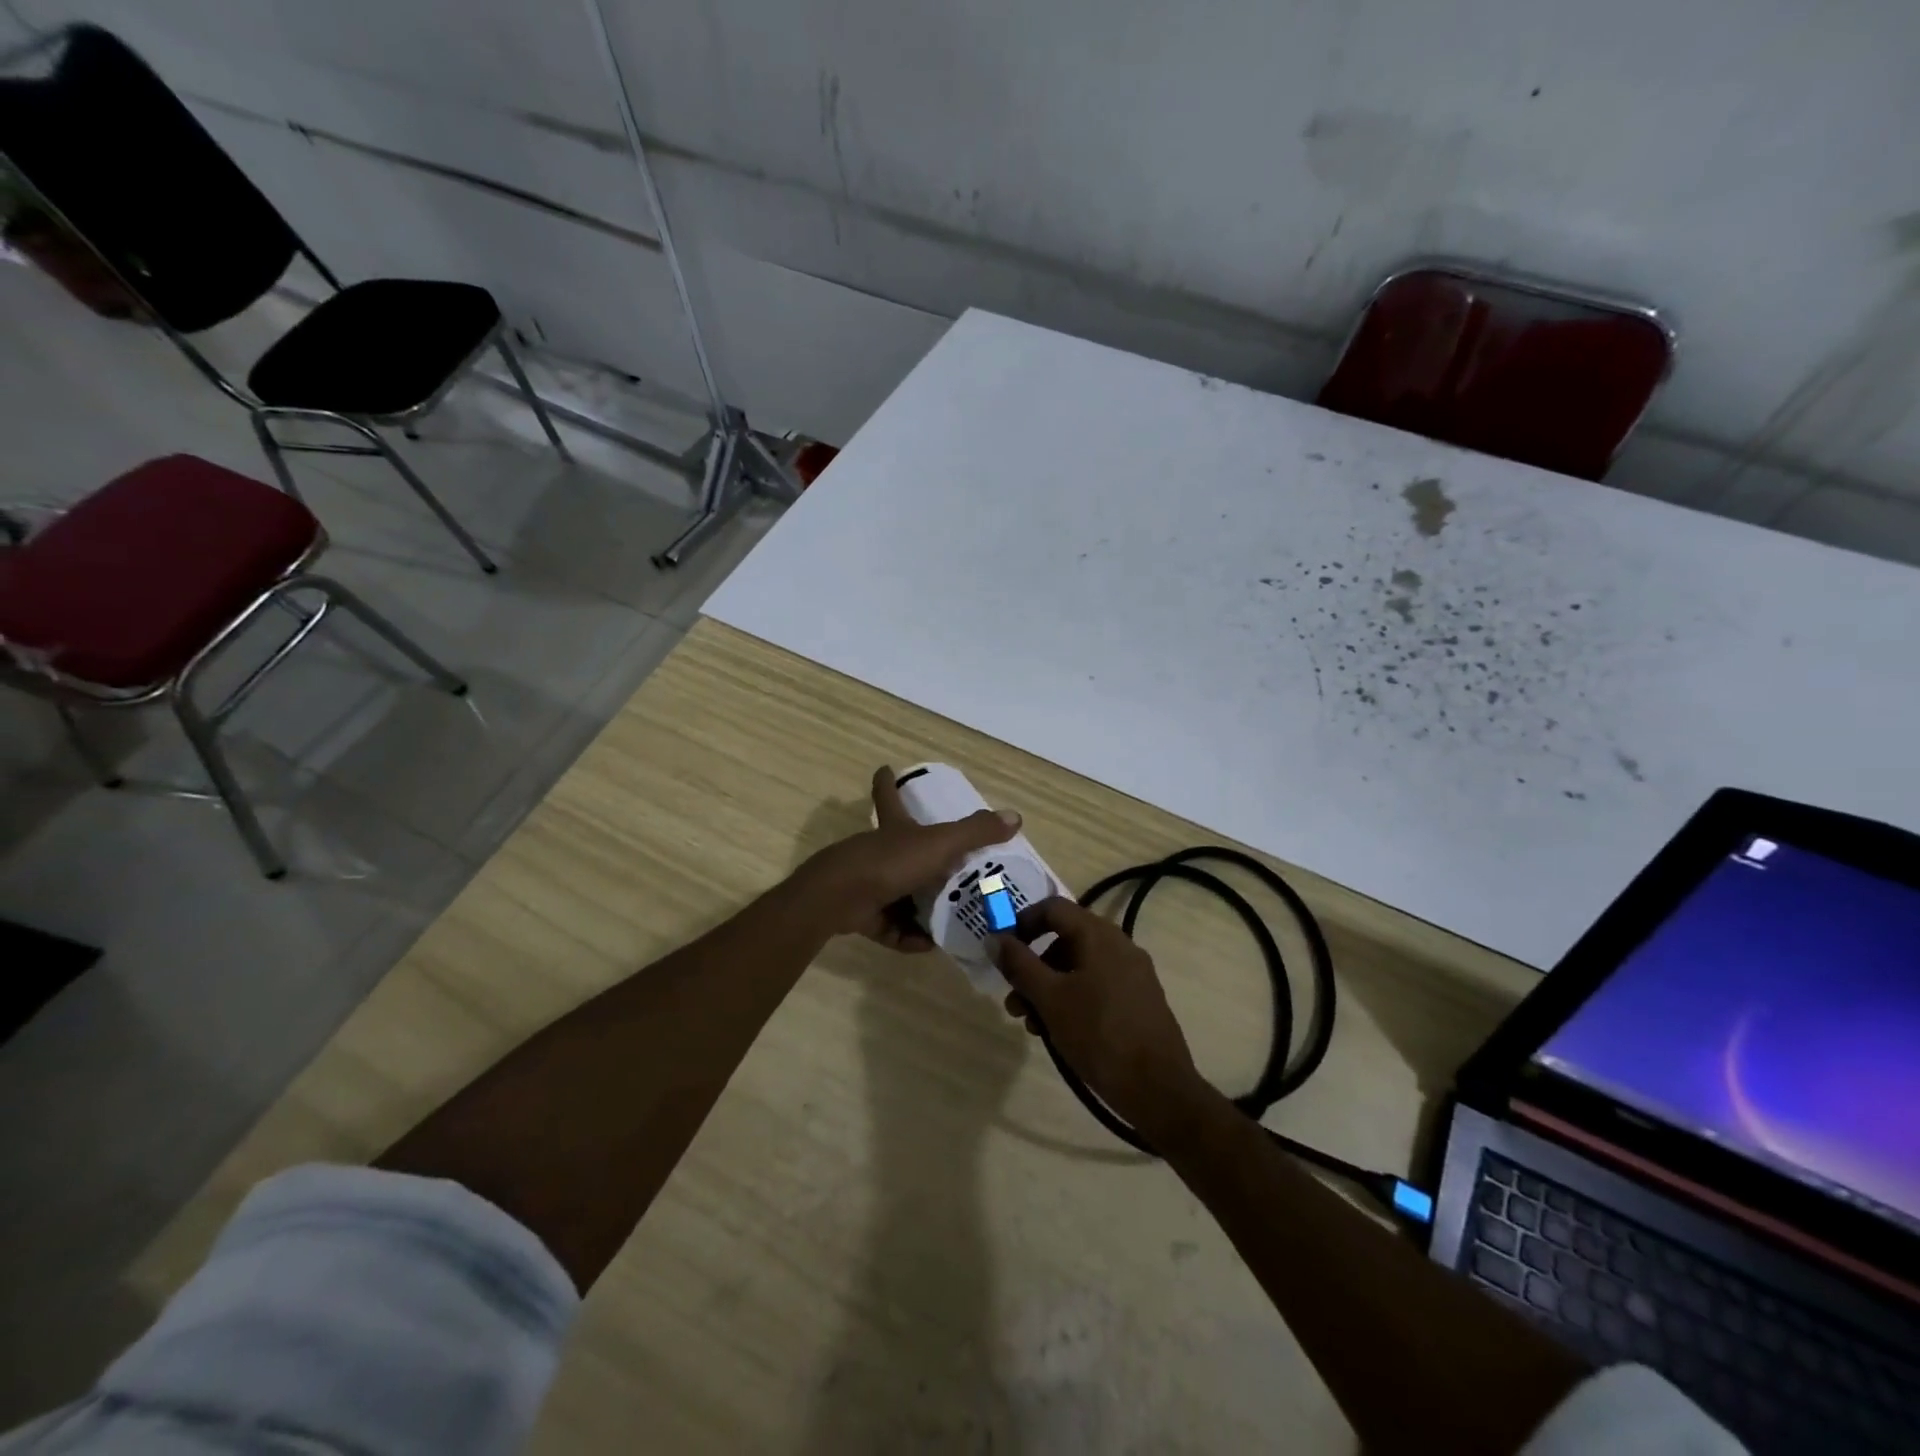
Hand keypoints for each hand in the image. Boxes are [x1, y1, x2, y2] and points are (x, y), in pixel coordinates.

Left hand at [794, 766, 1020, 949]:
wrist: (839, 899)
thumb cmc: (889, 862)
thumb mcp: (939, 844)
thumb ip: (975, 832)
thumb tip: (1016, 816)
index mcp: (893, 828)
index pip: (889, 796)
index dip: (888, 781)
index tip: (885, 768)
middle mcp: (878, 851)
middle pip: (900, 850)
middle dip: (923, 861)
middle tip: (955, 872)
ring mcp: (867, 883)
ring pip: (899, 894)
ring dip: (922, 908)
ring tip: (953, 918)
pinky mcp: (862, 915)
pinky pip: (891, 927)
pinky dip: (910, 936)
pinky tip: (931, 944)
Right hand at [994, 898, 1207, 1139]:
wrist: (1158, 1088)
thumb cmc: (1098, 1034)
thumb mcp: (1049, 999)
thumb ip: (1019, 965)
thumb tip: (994, 938)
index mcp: (1099, 935)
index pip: (1053, 908)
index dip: (1022, 923)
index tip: (1003, 953)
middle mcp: (1119, 944)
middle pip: (1064, 940)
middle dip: (1032, 968)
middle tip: (1014, 1002)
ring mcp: (1133, 972)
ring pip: (1078, 967)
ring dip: (1049, 988)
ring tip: (1033, 1026)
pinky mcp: (1139, 999)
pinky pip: (1097, 985)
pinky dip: (1072, 999)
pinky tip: (1060, 1032)